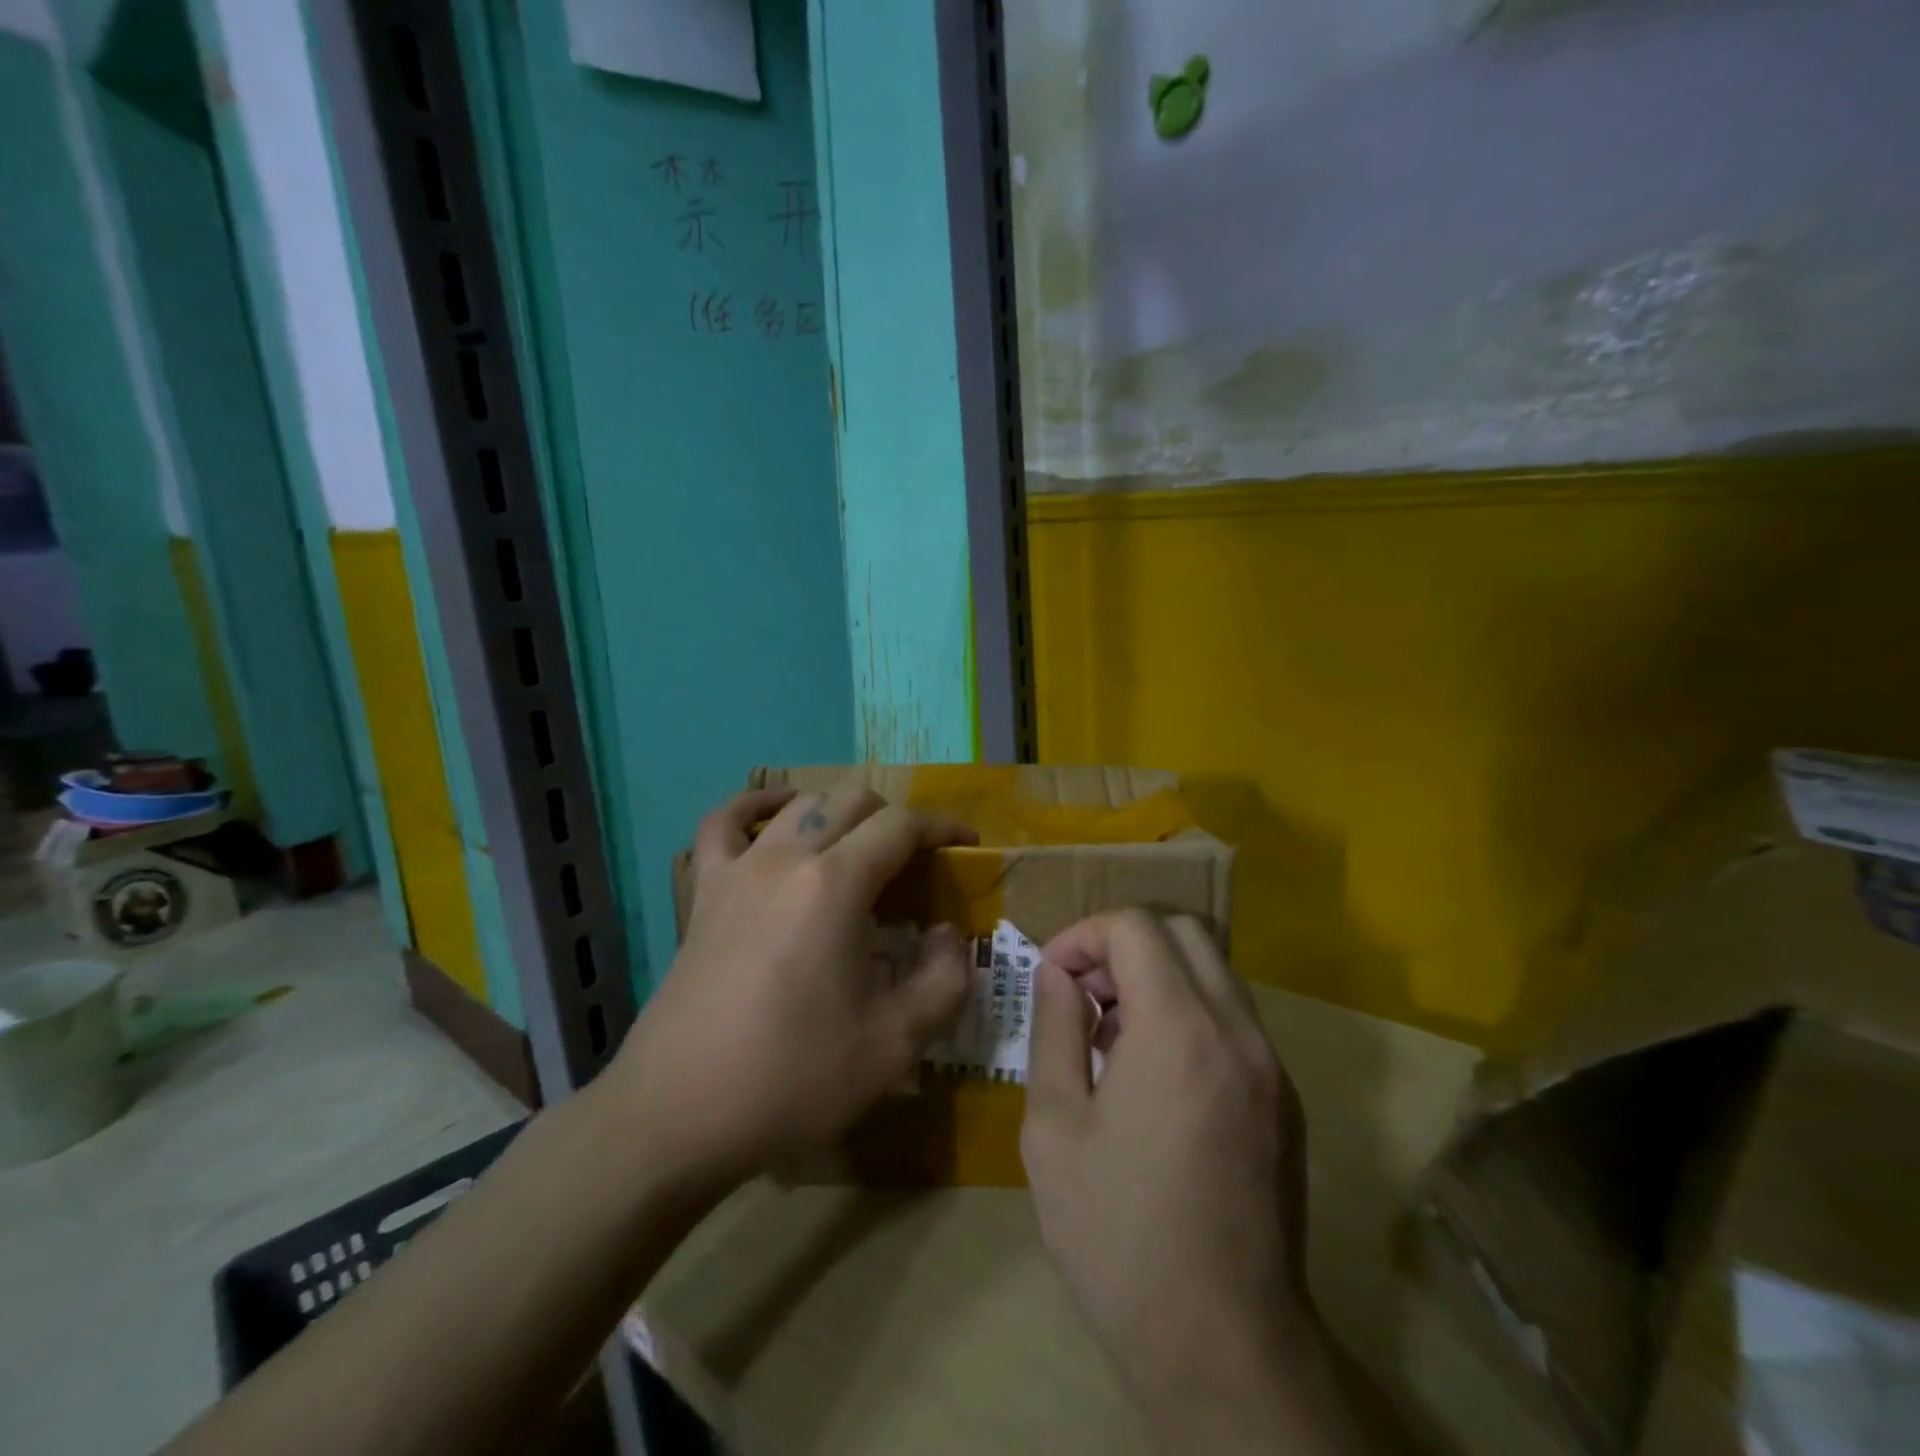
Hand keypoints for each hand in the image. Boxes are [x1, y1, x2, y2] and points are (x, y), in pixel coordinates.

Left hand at [610, 786, 976, 1193]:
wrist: (678, 1114)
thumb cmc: (792, 1078)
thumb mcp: (896, 1044)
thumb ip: (945, 980)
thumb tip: (947, 934)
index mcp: (835, 885)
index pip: (900, 826)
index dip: (941, 828)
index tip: (966, 846)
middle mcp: (785, 857)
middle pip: (851, 802)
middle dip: (895, 820)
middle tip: (916, 865)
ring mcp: (737, 870)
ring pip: (798, 805)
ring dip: (839, 813)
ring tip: (859, 849)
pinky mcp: (703, 893)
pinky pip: (723, 824)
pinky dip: (754, 806)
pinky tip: (774, 815)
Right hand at [1021, 911, 1340, 1447]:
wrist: (1223, 1347)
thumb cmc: (1118, 1234)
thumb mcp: (1054, 1126)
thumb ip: (1054, 1028)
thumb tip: (1056, 973)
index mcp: (1179, 1028)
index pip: (1135, 926)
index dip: (1084, 935)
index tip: (1053, 977)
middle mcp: (1237, 1030)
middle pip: (1183, 931)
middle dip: (1124, 944)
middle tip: (1085, 995)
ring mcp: (1271, 1065)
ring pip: (1215, 970)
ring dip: (1159, 975)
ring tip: (1114, 1035)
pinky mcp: (1285, 1100)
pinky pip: (1234, 1018)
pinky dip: (1190, 1011)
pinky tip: (1156, 1075)